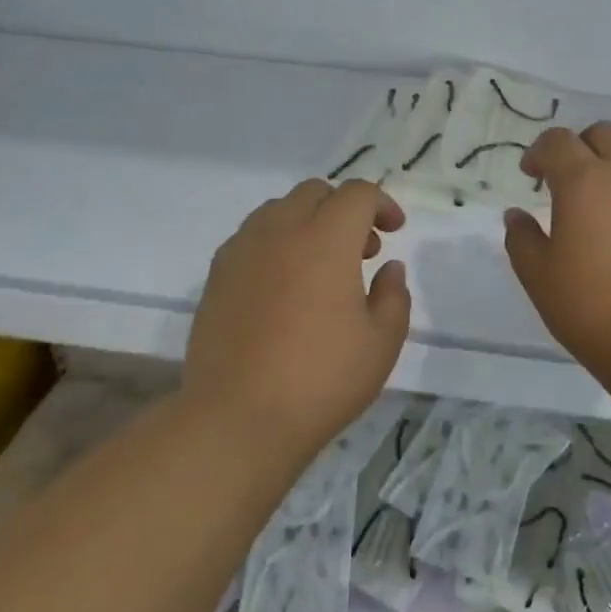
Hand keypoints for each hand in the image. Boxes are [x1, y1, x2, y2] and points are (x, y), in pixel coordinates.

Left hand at [185, 180, 411, 453]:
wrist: (237, 419)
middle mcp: (280, 232)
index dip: (382, 204)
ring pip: (278, 209)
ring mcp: (242, 251)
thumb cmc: (321, 380)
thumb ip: (393, 296)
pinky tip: (283, 284)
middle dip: (344, 209)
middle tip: (361, 250)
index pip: (357, 194)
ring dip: (307, 222)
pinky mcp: (216, 276)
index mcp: (326, 240)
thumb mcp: (381, 343)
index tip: (394, 232)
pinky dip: (275, 242)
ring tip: (320, 266)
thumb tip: (388, 268)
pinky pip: (251, 236)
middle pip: (315, 192)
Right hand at [504, 122, 610, 375]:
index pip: (556, 141)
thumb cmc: (592, 306)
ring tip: (603, 197)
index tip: (530, 176)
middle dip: (578, 146)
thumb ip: (522, 239)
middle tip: (565, 180)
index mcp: (582, 180)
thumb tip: (516, 215)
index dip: (538, 152)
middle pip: (602, 133)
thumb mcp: (539, 277)